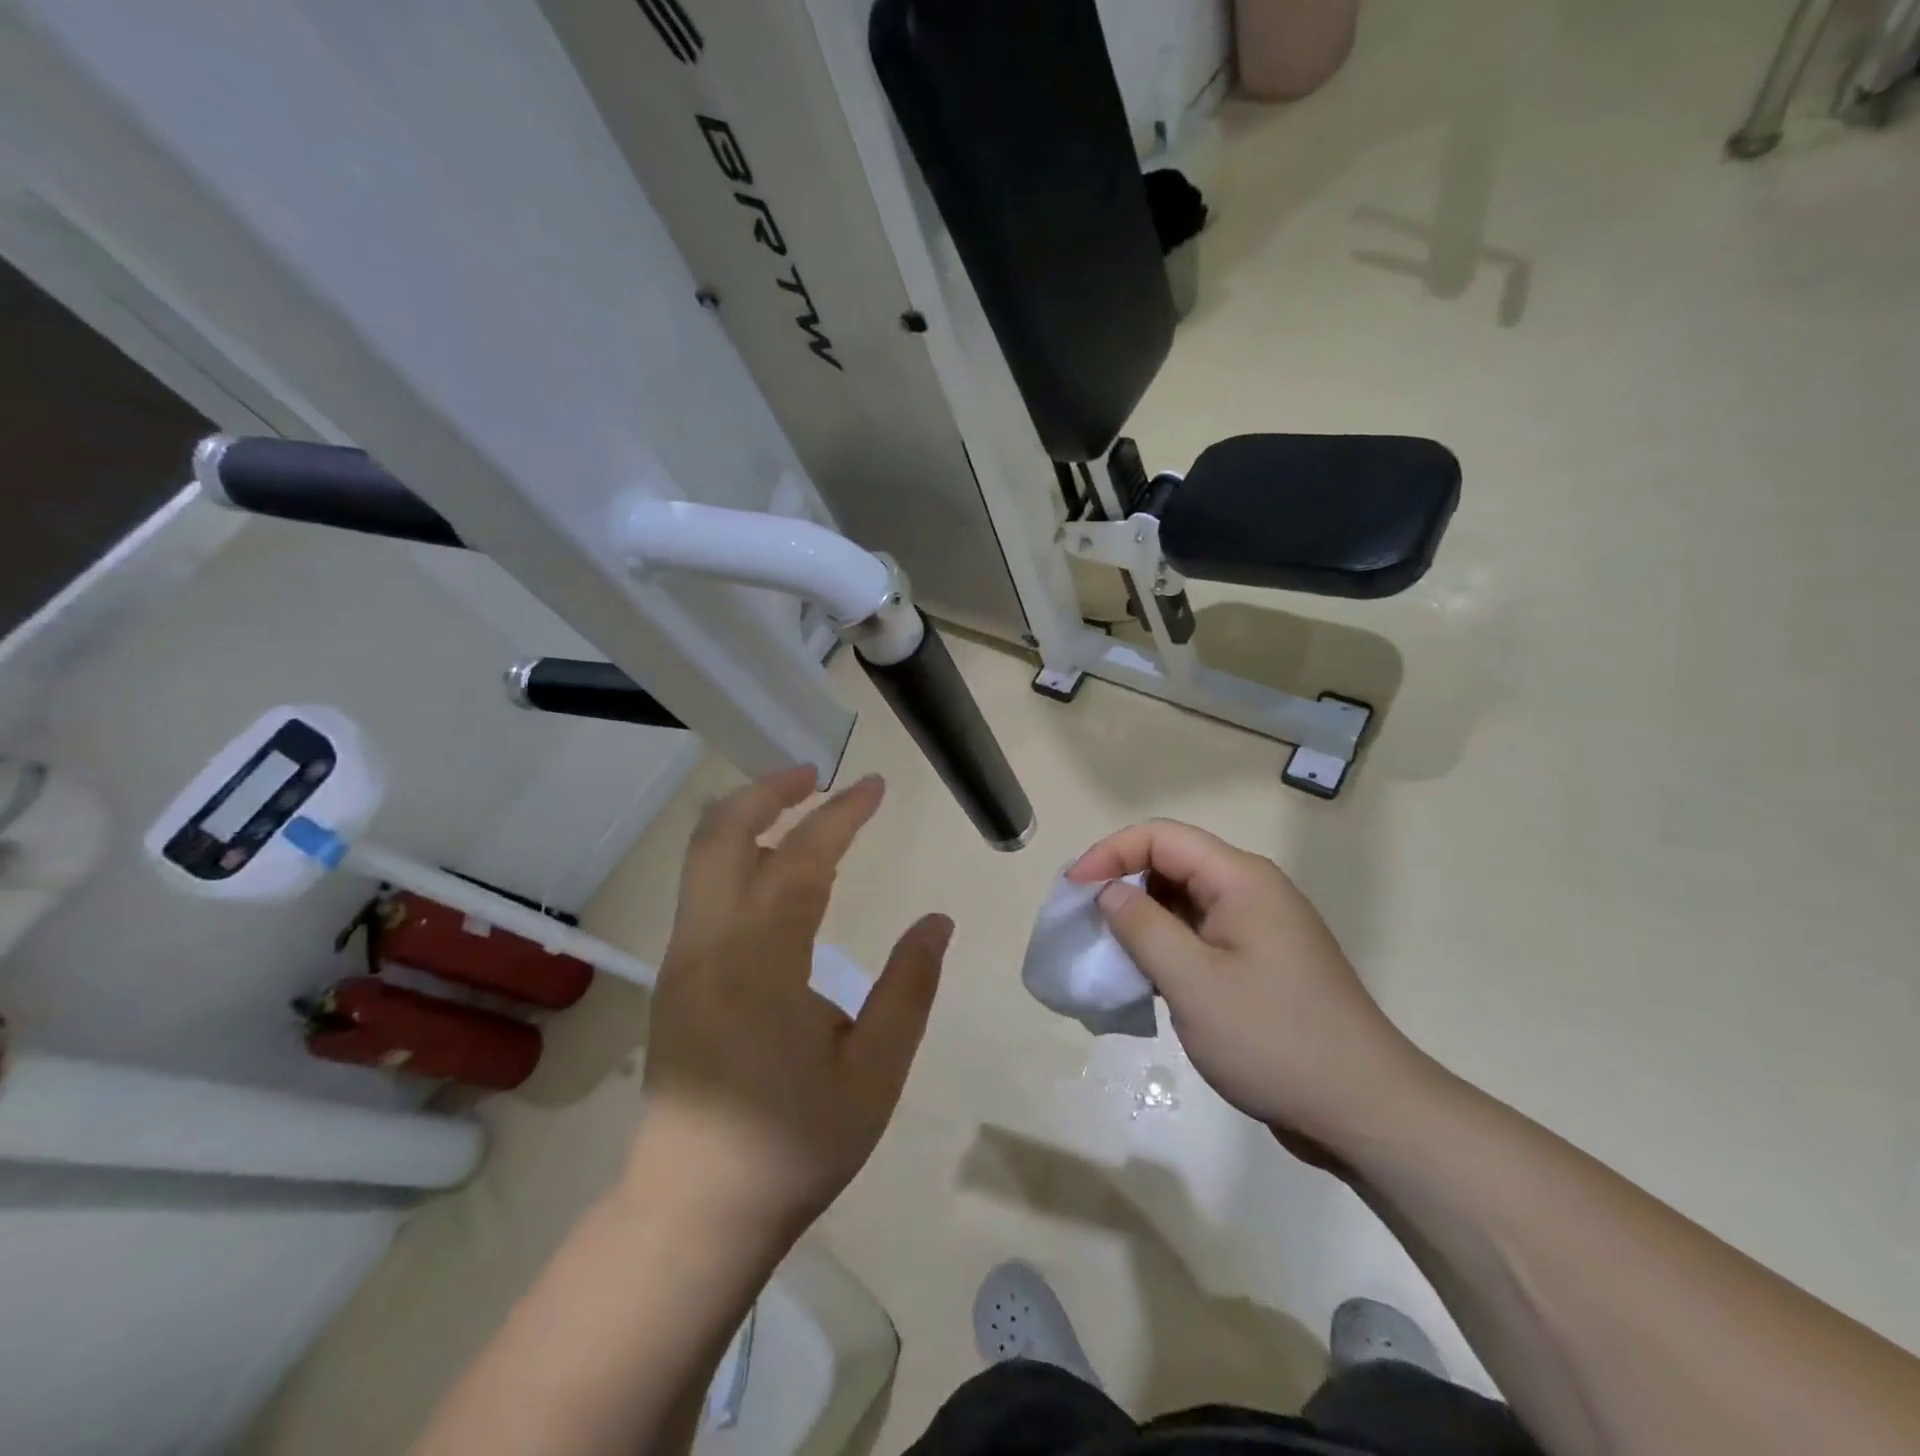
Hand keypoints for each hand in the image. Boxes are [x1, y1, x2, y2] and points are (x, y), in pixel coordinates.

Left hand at [634, 767, 951, 1243]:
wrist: (695, 1210)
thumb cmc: (794, 1143)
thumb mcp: (874, 1073)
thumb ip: (909, 988)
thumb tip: (936, 921)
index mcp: (760, 962)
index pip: (801, 859)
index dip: (841, 815)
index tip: (874, 786)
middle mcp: (709, 943)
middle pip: (721, 833)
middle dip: (769, 790)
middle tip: (817, 775)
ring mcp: (683, 958)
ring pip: (703, 855)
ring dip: (748, 816)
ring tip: (799, 805)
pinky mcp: (676, 975)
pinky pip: (704, 888)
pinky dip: (737, 852)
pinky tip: (775, 869)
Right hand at [1068, 820, 1430, 1161]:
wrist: (1365, 1111)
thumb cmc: (1274, 1039)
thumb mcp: (1194, 982)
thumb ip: (1142, 927)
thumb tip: (1109, 892)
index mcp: (1241, 879)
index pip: (1161, 837)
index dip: (1110, 853)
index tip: (1073, 892)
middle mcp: (1251, 892)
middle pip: (1172, 864)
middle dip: (1121, 885)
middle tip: (1083, 923)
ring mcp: (1258, 930)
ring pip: (1183, 903)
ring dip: (1141, 920)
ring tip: (1106, 953)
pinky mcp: (1259, 965)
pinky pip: (1200, 937)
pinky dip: (1165, 948)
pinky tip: (1143, 980)